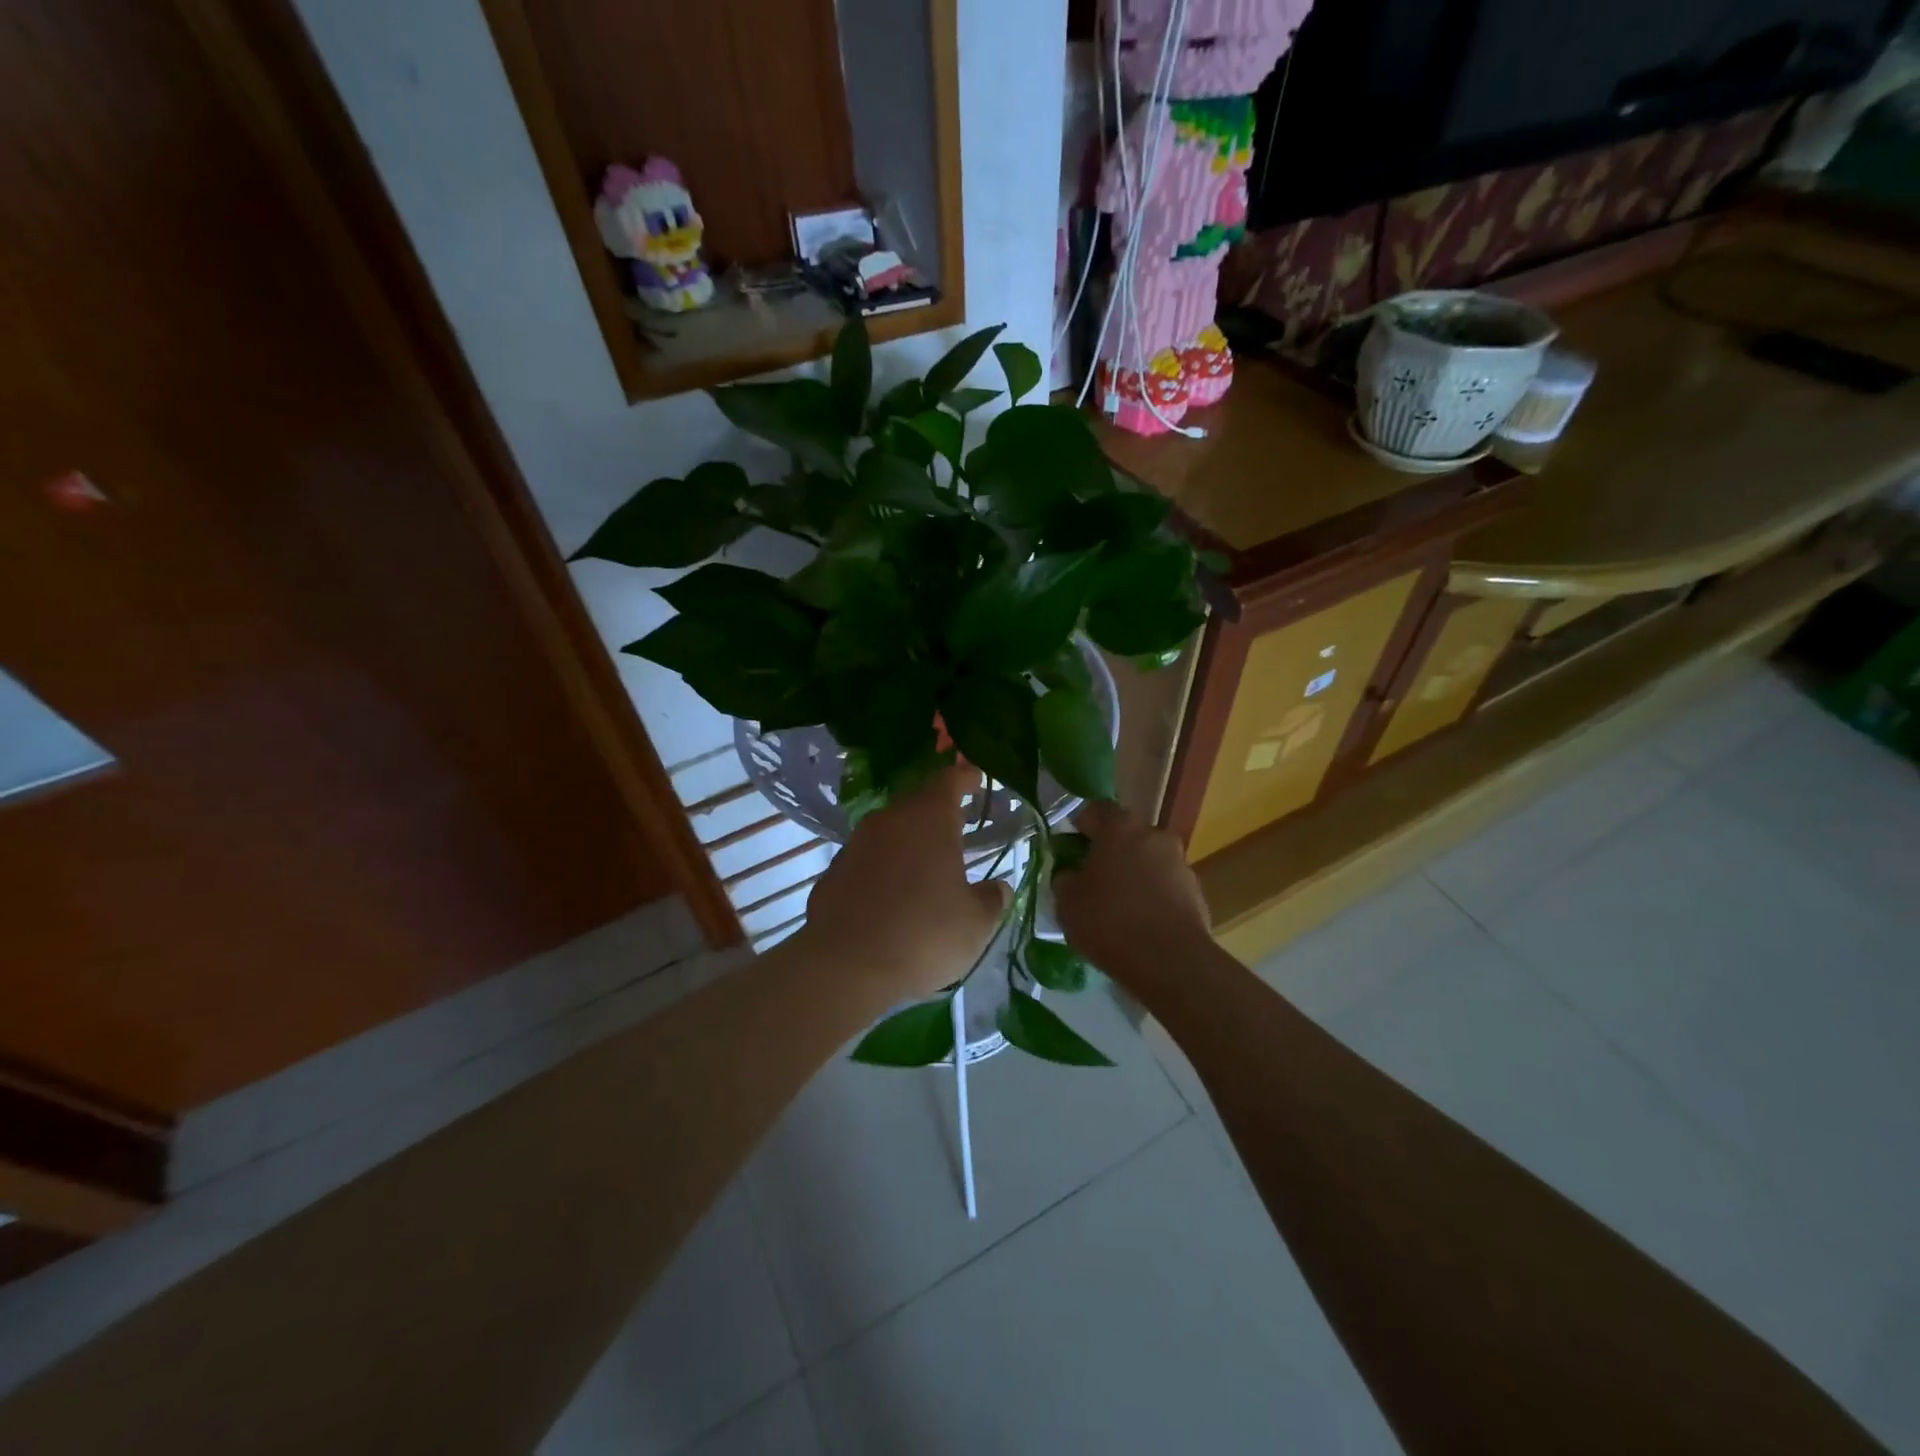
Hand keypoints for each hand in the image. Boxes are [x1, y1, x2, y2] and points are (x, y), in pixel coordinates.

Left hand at [804, 763, 1010, 999]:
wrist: (845, 966)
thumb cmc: (923, 934)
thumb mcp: (975, 923)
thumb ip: (991, 899)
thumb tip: (997, 889)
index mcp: (929, 818)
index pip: (950, 780)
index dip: (966, 777)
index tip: (976, 779)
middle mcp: (890, 820)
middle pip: (918, 803)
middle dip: (939, 812)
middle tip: (959, 825)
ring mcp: (856, 844)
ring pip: (890, 831)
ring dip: (910, 841)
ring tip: (928, 863)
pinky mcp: (834, 872)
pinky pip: (868, 859)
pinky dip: (884, 868)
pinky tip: (893, 895)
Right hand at [1051, 800, 1210, 988]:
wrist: (1170, 961)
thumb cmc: (1110, 921)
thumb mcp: (1067, 902)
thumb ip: (1064, 878)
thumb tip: (1070, 873)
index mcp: (1120, 827)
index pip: (1094, 810)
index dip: (1078, 827)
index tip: (1067, 849)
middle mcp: (1154, 835)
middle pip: (1124, 836)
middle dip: (1108, 852)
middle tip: (1090, 880)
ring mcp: (1180, 862)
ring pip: (1147, 861)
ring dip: (1132, 875)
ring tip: (1116, 907)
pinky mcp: (1196, 892)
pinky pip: (1164, 886)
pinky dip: (1151, 896)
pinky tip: (1139, 924)